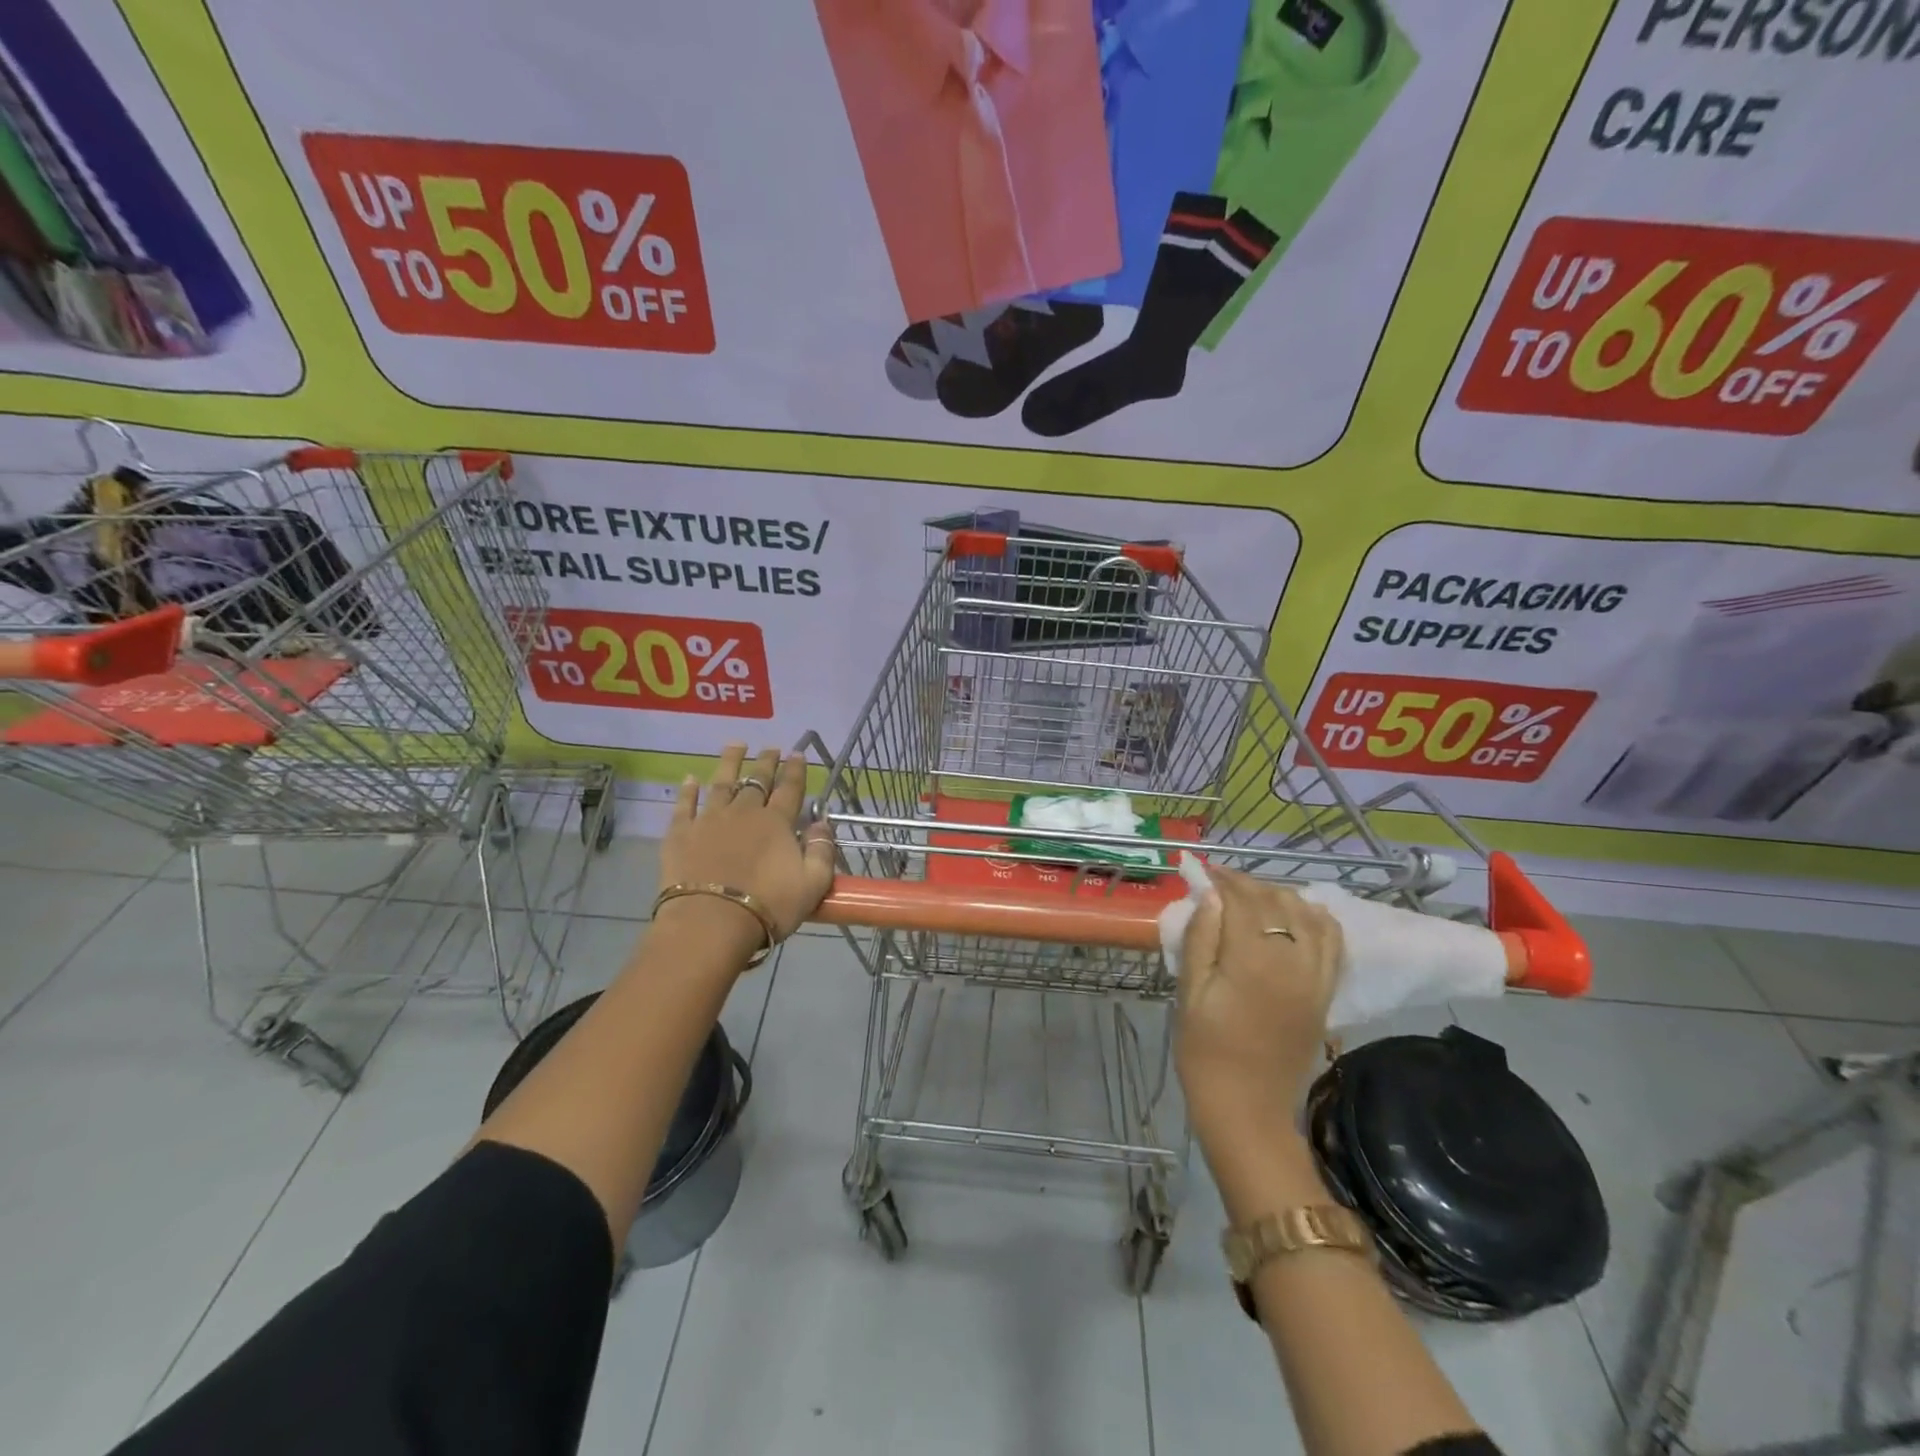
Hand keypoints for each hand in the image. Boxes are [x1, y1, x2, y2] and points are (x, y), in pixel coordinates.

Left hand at [657, 744, 835, 953]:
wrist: (710, 923)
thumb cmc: (768, 906)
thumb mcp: (813, 884)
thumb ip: (822, 851)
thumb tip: (822, 823)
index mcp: (776, 822)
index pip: (790, 788)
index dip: (795, 770)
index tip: (797, 753)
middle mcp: (743, 812)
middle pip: (757, 780)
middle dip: (766, 762)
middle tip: (771, 747)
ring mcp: (709, 820)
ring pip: (721, 783)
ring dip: (730, 762)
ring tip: (735, 745)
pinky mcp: (680, 834)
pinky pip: (685, 805)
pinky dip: (688, 790)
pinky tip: (690, 778)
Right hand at [1174, 869, 1342, 1141]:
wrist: (1247, 1108)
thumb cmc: (1206, 1051)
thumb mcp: (1190, 993)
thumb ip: (1201, 939)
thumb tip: (1209, 895)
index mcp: (1253, 961)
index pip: (1242, 901)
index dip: (1223, 881)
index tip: (1204, 871)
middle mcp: (1293, 961)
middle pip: (1276, 902)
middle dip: (1247, 885)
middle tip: (1220, 884)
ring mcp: (1316, 977)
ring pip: (1307, 914)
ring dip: (1280, 897)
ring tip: (1252, 898)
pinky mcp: (1326, 993)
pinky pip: (1333, 942)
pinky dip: (1317, 919)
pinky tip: (1296, 916)